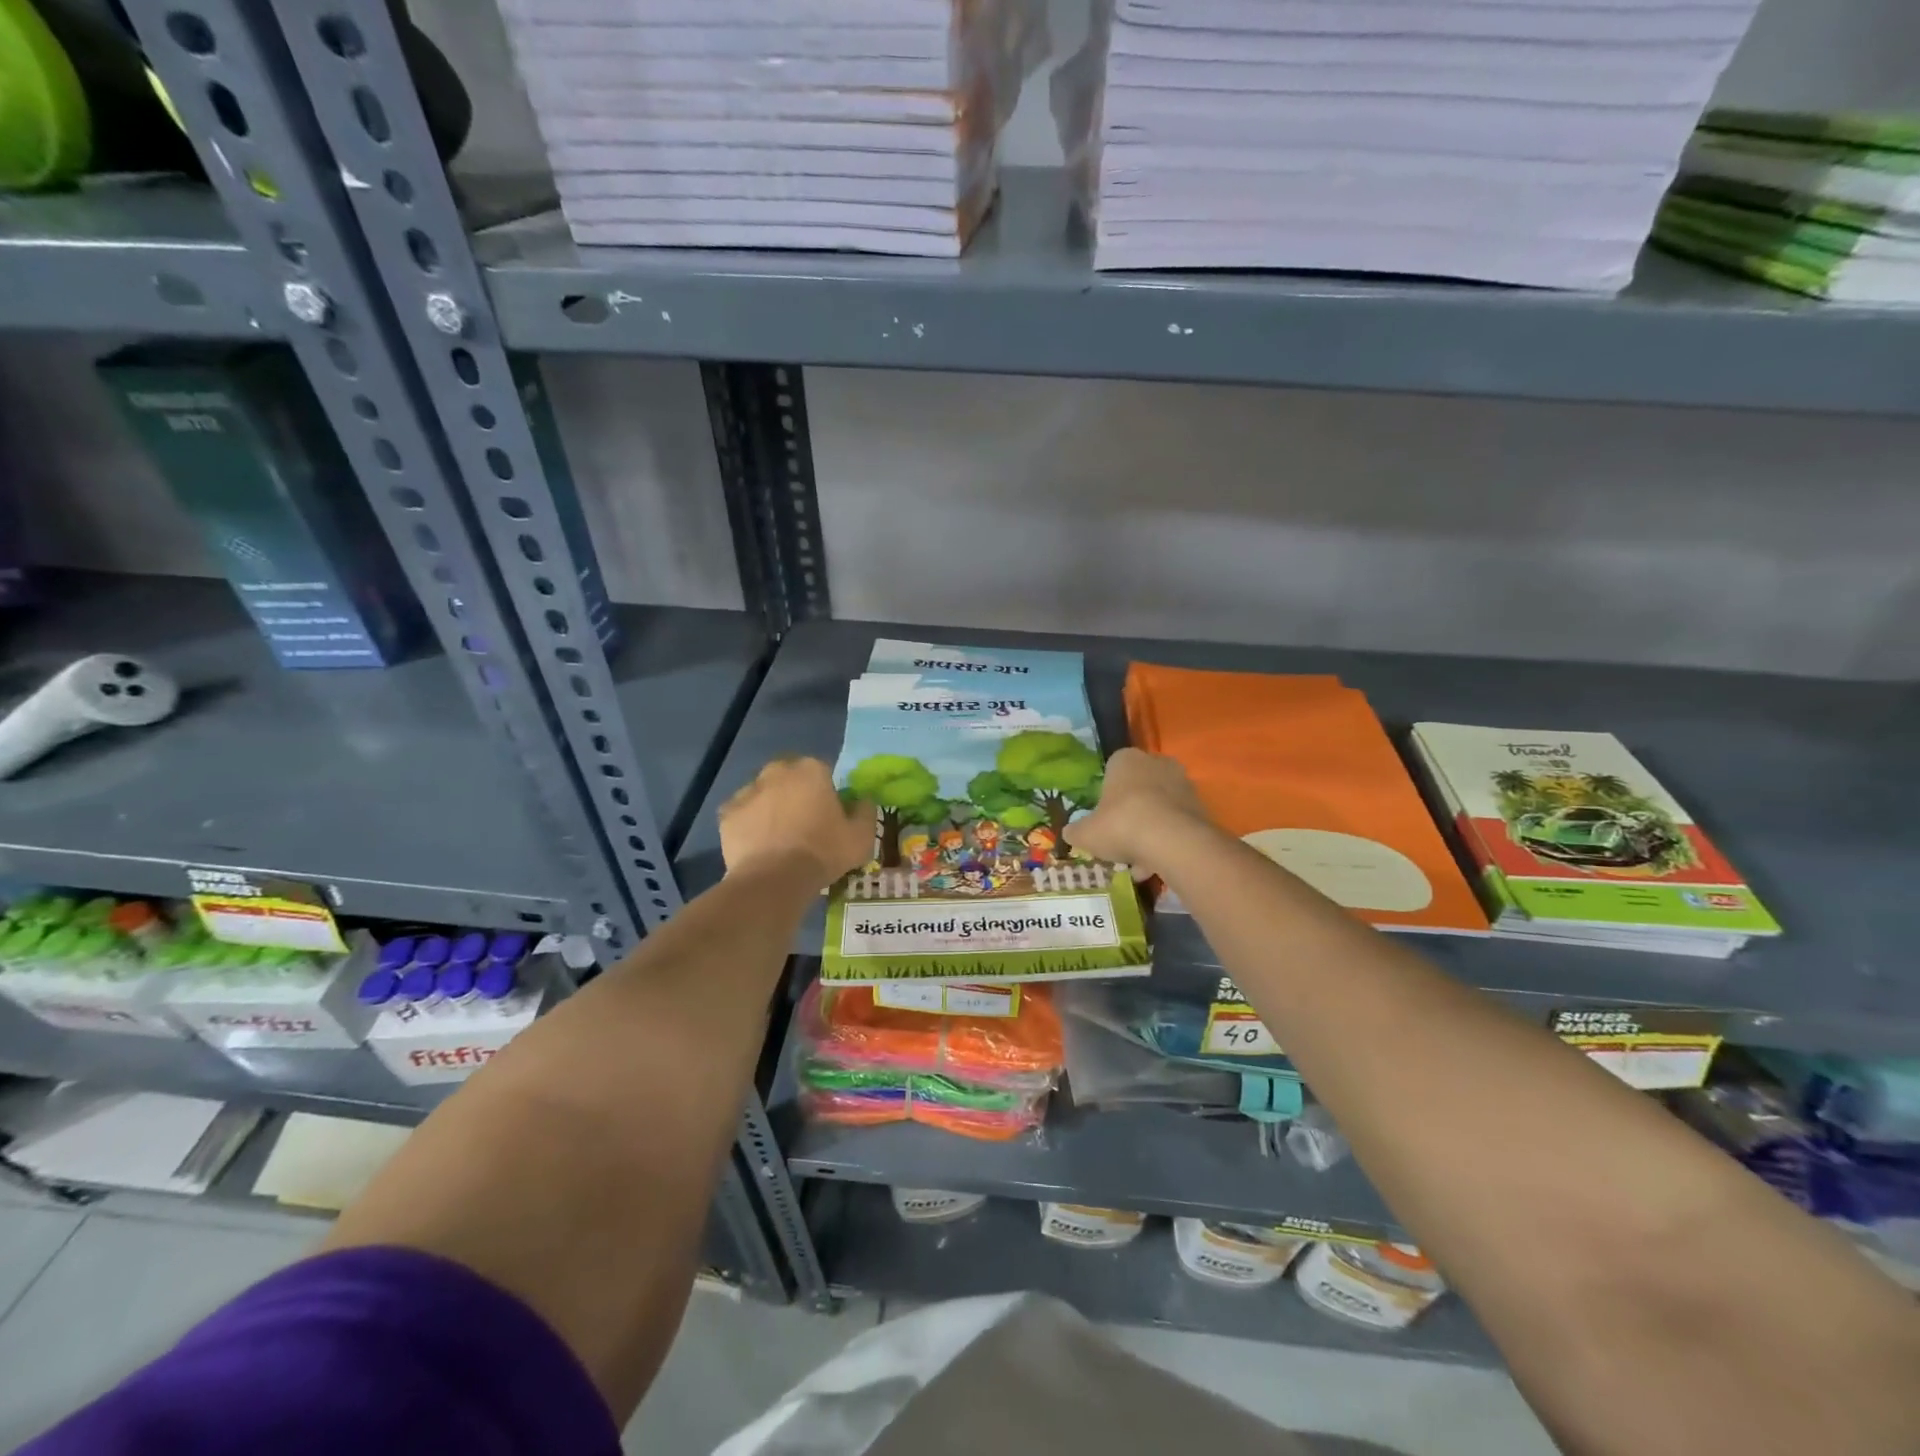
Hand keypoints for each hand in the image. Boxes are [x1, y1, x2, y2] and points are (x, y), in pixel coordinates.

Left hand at [720, 756, 875, 887]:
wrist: (774, 880)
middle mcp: (777, 771)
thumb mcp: (861, 837)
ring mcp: (748, 791)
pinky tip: (758, 845)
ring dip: (770, 806)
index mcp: (812, 770)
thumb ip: (865, 811)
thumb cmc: (823, 852)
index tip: (829, 813)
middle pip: (789, 777)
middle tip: (803, 822)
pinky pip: (742, 814)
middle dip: (795, 792)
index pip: (823, 771)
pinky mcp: (727, 813)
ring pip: (763, 793)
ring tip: (779, 837)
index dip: (826, 792)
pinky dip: (748, 824)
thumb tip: (863, 800)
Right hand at [1065, 748, 1213, 879]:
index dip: (1105, 798)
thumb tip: (1070, 833)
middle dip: (1129, 817)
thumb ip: (1076, 831)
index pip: (1112, 771)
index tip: (1102, 820)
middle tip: (1120, 843)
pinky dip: (1166, 843)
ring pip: (1158, 810)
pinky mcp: (1200, 807)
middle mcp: (1156, 764)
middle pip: (1138, 791)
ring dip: (1148, 834)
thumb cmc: (1121, 824)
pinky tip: (1156, 868)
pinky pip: (1176, 825)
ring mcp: (1183, 784)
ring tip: (1138, 865)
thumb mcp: (1086, 833)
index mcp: (1126, 760)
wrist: (1171, 840)